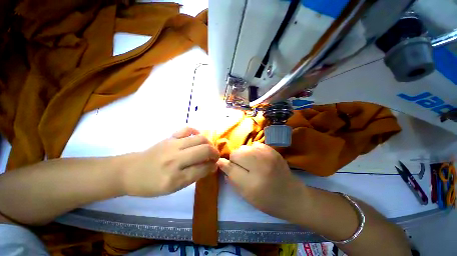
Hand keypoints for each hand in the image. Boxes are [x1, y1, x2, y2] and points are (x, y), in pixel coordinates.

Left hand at [122, 127, 219, 196]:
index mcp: (175, 178)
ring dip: (209, 143)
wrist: (130, 171)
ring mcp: (172, 145)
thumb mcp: (173, 188)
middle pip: (204, 150)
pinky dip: (196, 132)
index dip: (213, 166)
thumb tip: (211, 166)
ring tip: (208, 148)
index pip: (203, 168)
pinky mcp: (169, 137)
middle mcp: (175, 159)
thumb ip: (194, 176)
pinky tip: (197, 137)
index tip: (215, 165)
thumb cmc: (151, 184)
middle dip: (215, 153)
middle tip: (215, 156)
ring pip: (199, 138)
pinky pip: (187, 129)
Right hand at [217, 142, 308, 221]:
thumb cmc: (267, 200)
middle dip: (235, 160)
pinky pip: (254, 145)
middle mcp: (260, 165)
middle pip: (236, 153)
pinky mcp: (273, 150)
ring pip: (244, 147)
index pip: (230, 166)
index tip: (225, 166)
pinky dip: (252, 150)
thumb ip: (232, 179)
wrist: (292, 196)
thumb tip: (221, 163)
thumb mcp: (246, 195)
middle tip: (241, 168)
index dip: (225, 165)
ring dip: (243, 154)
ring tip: (250, 163)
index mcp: (252, 182)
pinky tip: (258, 159)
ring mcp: (268, 155)